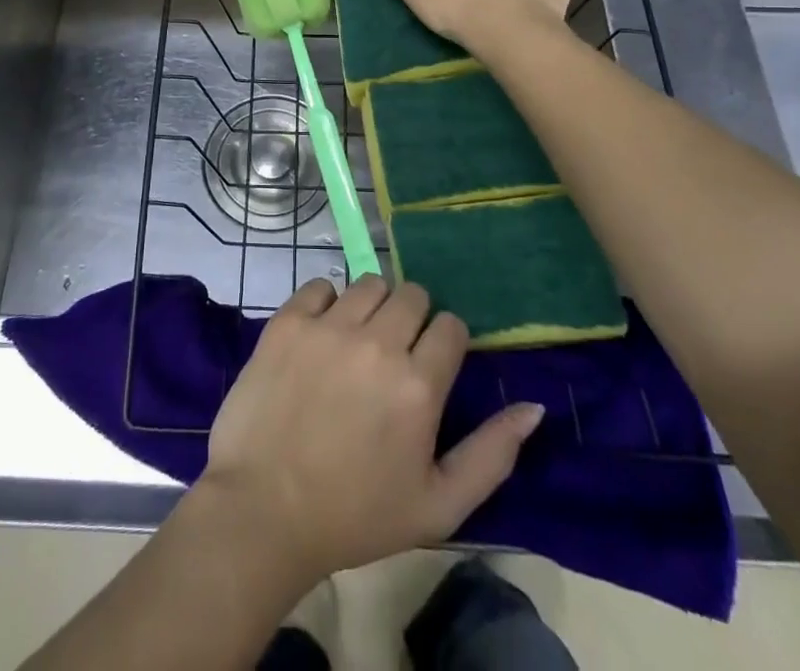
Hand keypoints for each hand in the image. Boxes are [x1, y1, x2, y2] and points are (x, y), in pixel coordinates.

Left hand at [196, 275, 544, 583]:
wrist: (264, 511)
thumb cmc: (356, 515)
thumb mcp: (439, 505)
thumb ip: (492, 453)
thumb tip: (535, 407)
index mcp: (418, 384)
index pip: (450, 326)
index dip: (445, 342)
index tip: (430, 365)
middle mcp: (377, 342)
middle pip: (412, 295)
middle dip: (412, 319)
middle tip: (394, 354)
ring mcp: (328, 326)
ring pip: (369, 284)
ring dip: (372, 307)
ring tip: (358, 342)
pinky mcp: (287, 321)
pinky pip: (320, 285)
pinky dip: (326, 302)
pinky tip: (322, 334)